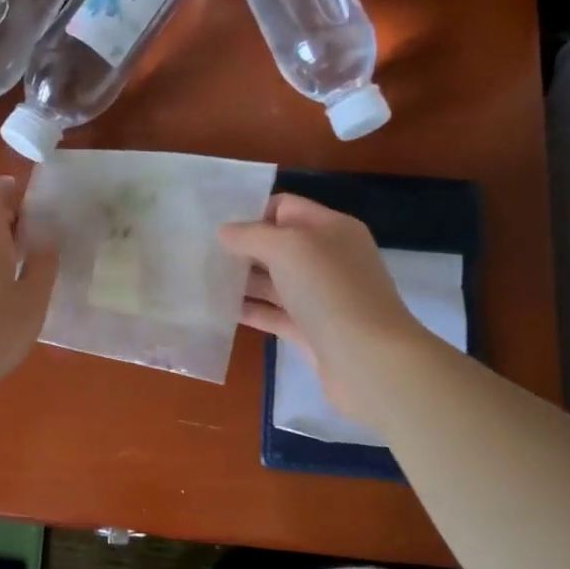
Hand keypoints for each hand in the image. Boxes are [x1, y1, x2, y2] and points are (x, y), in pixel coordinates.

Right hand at [219, 194, 425, 426]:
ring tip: (202, 279)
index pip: (286, 207)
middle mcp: (328, 259)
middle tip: (200, 252)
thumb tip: (225, 232)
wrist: (368, 361)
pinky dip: (250, 310)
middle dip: (243, 247)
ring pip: (274, 281)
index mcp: (331, 229)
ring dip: (242, 280)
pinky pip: (274, 314)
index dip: (252, 211)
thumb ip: (252, 235)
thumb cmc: (331, 291)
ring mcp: (321, 297)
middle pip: (278, 245)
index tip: (216, 224)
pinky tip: (219, 310)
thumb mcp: (288, 248)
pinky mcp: (311, 331)